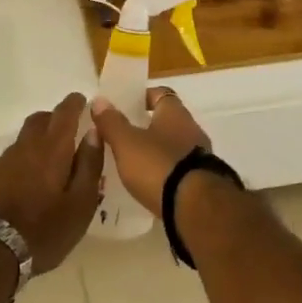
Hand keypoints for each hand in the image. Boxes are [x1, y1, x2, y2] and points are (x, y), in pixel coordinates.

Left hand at [0, 94, 103, 273]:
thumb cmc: (45, 229)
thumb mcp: (81, 203)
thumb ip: (90, 165)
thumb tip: (94, 133)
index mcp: (52, 148)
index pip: (64, 113)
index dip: (75, 104)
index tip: (83, 101)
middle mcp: (26, 146)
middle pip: (41, 119)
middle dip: (56, 118)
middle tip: (71, 129)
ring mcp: (6, 160)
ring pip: (26, 136)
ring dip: (41, 137)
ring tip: (54, 157)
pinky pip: (15, 153)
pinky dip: (28, 154)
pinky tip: (34, 176)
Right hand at [89, 87, 212, 214]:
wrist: (196, 208)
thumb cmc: (158, 166)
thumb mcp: (126, 143)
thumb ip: (112, 122)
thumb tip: (99, 100)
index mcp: (175, 113)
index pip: (161, 94)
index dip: (143, 97)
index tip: (125, 106)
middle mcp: (192, 130)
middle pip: (168, 121)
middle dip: (146, 127)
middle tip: (123, 136)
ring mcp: (200, 156)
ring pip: (173, 146)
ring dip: (156, 151)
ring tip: (132, 163)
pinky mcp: (202, 181)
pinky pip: (179, 169)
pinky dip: (165, 172)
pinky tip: (150, 183)